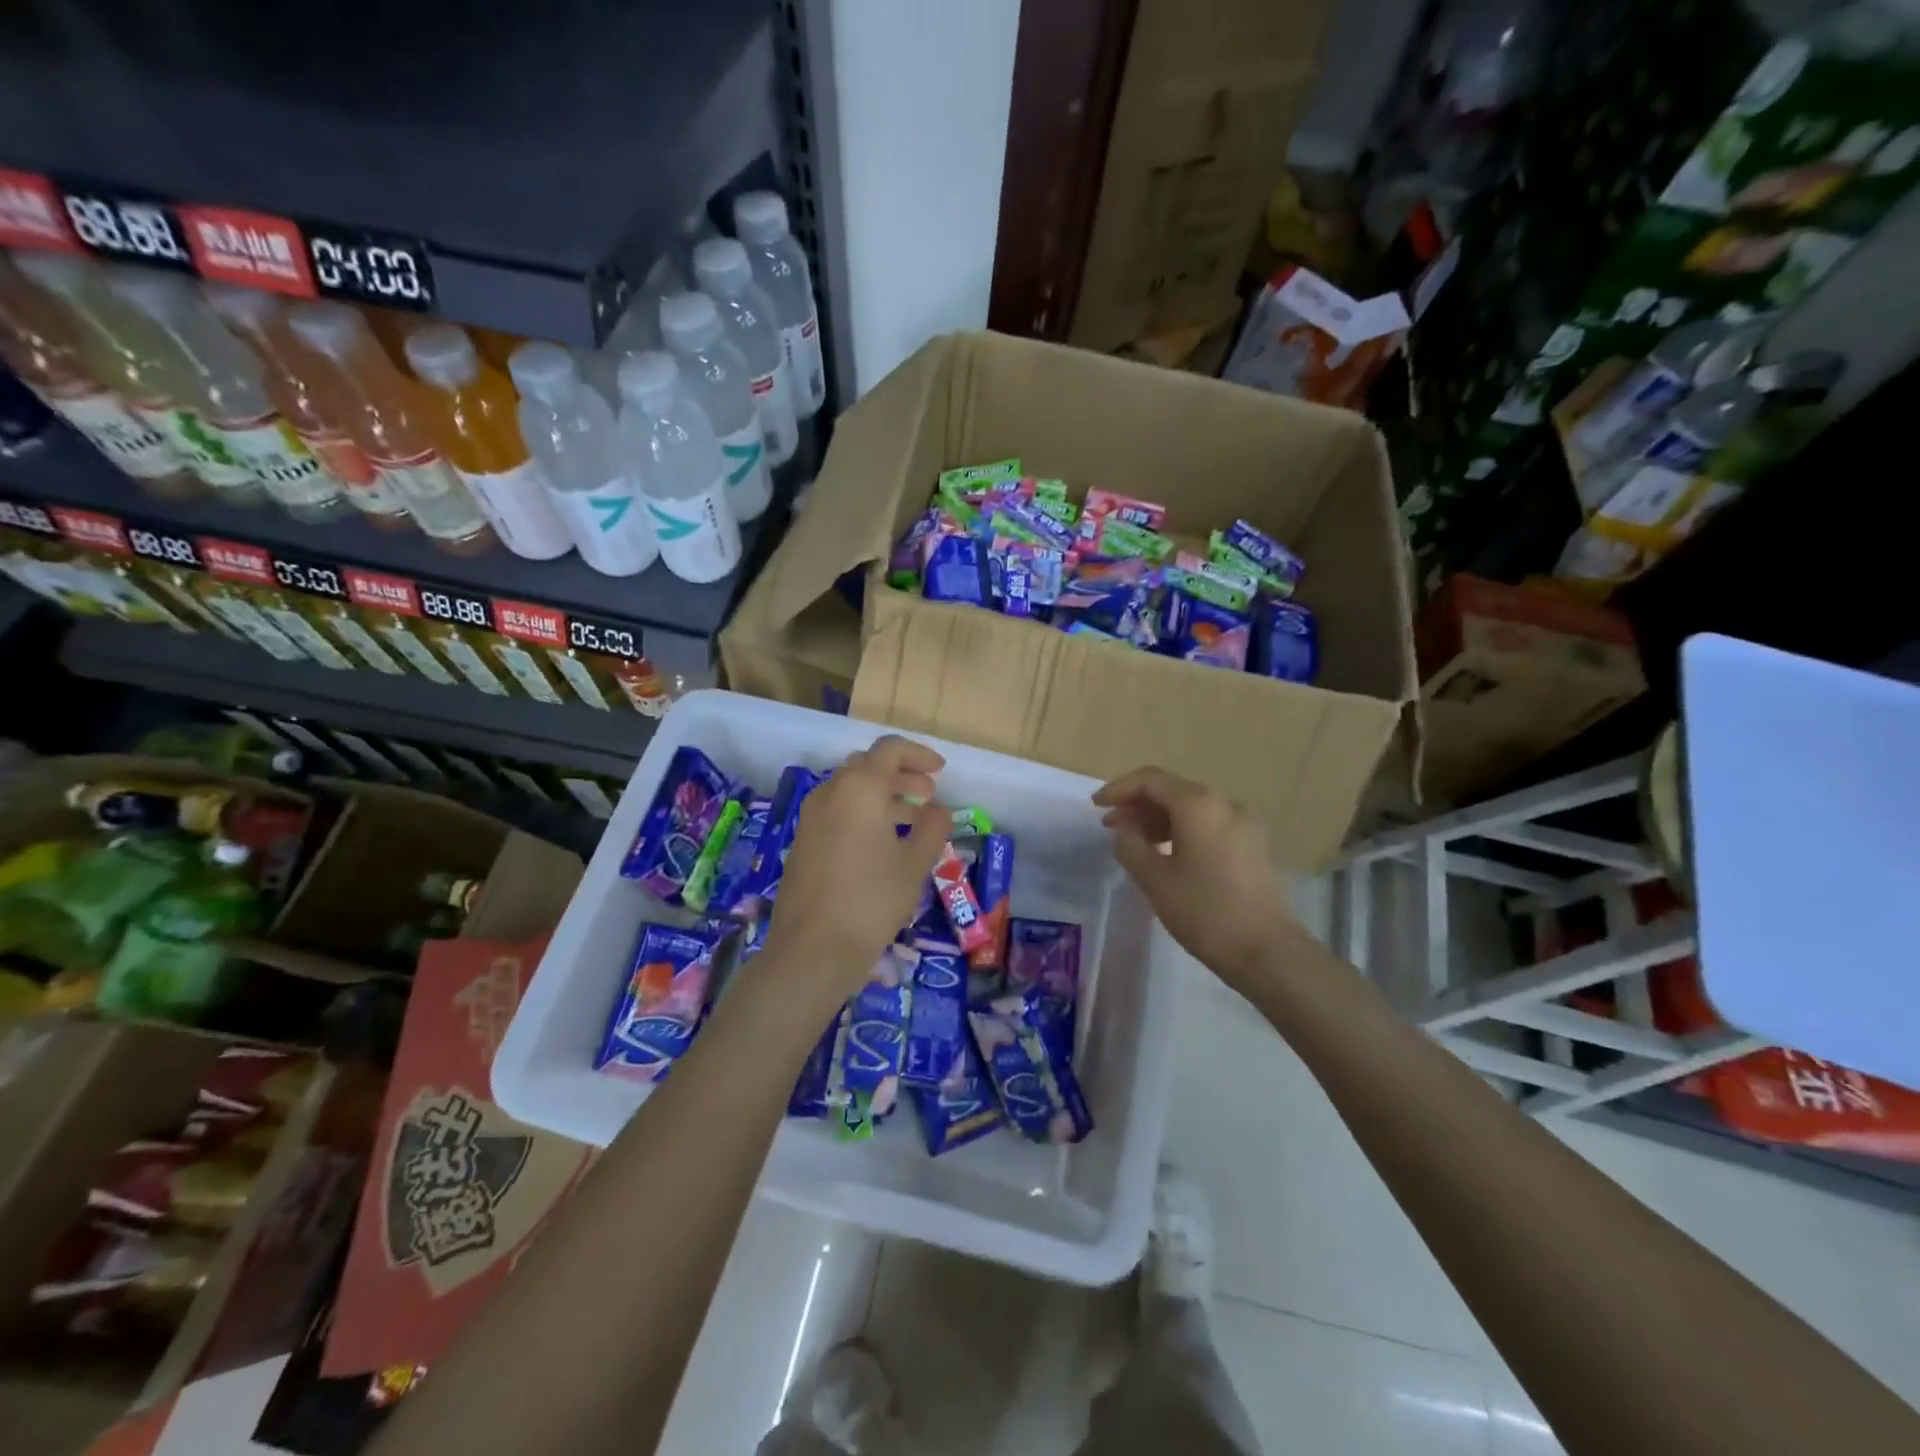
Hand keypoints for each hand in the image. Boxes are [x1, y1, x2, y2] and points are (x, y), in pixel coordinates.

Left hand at [764, 735, 951, 998]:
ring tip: (912, 820)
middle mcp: (830, 793)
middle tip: (928, 795)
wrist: (812, 949)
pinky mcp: (803, 842)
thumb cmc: (871, 900)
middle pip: (867, 766)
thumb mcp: (914, 864)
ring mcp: (811, 818)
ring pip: (851, 790)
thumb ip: (931, 828)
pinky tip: (883, 844)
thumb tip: (939, 810)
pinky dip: (863, 814)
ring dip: (883, 796)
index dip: (919, 755)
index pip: (889, 750)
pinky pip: (837, 812)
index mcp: (859, 788)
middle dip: (901, 775)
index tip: (941, 771)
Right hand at [1093, 767, 1298, 989]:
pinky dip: (1180, 830)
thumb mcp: (1155, 879)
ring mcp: (1242, 824)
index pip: (1150, 780)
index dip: (1119, 789)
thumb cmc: (1204, 910)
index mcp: (1199, 805)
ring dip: (1158, 819)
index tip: (1096, 806)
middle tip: (1110, 825)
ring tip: (1133, 842)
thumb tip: (1124, 830)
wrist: (1265, 950)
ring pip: (1190, 809)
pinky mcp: (1251, 846)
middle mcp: (1223, 804)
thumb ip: (1131, 846)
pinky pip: (1207, 825)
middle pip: (1172, 791)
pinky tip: (1164, 853)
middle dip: (1137, 804)